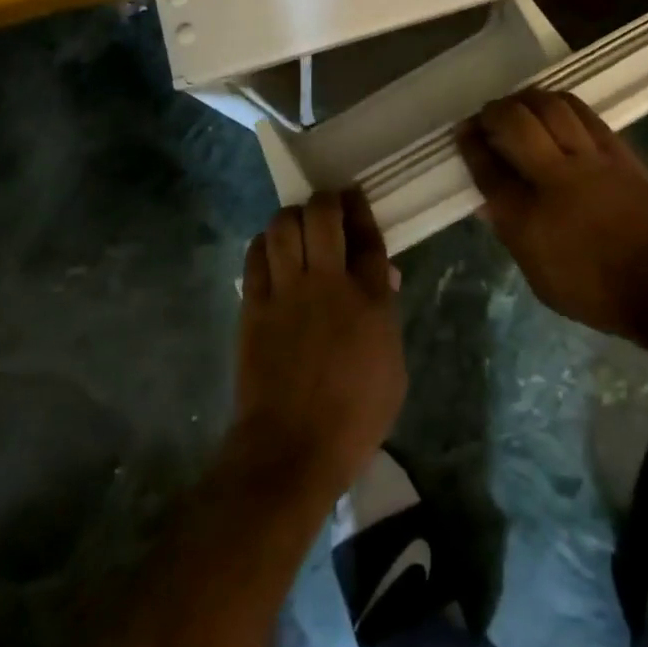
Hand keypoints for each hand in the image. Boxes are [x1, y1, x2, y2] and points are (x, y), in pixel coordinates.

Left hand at [231, 191, 405, 499]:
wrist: (291, 448)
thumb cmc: (354, 418)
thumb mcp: (392, 370)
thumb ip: (386, 317)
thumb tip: (381, 280)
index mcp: (370, 299)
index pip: (368, 237)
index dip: (361, 209)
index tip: (355, 198)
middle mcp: (329, 283)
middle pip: (323, 216)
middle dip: (326, 200)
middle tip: (326, 206)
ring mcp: (287, 291)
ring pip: (284, 226)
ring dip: (292, 217)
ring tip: (296, 225)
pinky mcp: (255, 304)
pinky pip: (256, 255)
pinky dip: (264, 244)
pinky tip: (270, 250)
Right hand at [457, 91, 647, 336]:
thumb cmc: (596, 290)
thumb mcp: (539, 276)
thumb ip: (512, 233)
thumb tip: (490, 202)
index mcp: (526, 216)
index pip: (487, 167)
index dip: (470, 144)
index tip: (463, 132)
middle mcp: (554, 178)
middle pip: (515, 123)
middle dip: (493, 112)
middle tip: (488, 116)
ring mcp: (590, 160)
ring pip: (551, 107)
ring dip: (526, 99)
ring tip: (518, 104)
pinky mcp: (618, 152)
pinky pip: (584, 114)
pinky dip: (562, 104)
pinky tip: (554, 106)